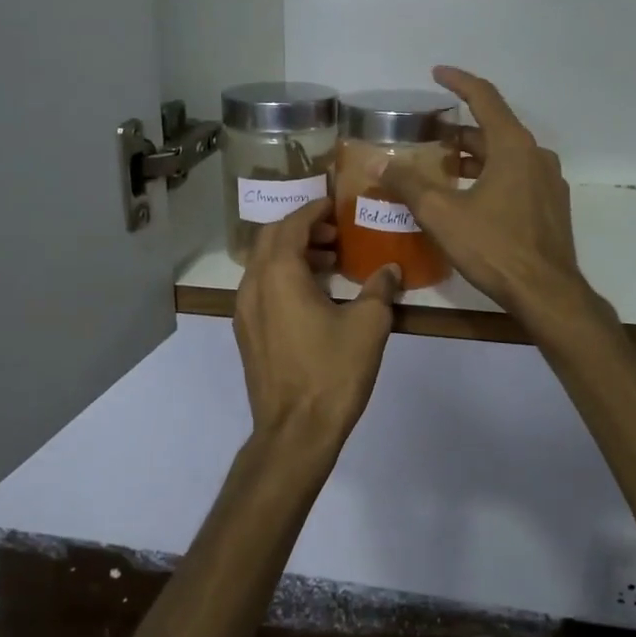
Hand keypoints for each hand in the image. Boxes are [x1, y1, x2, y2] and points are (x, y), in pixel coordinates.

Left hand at [233, 198, 401, 456]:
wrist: (295, 431)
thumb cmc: (332, 372)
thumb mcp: (368, 325)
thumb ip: (381, 289)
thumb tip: (391, 269)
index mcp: (278, 275)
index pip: (291, 224)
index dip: (314, 210)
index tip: (337, 205)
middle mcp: (253, 286)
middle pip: (270, 239)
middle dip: (302, 228)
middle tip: (336, 234)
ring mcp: (244, 312)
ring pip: (264, 265)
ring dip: (293, 254)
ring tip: (330, 262)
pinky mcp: (247, 334)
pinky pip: (262, 289)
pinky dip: (284, 278)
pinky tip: (315, 295)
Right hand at [378, 67, 596, 329]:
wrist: (546, 293)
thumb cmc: (494, 247)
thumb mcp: (443, 215)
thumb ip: (409, 184)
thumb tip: (379, 163)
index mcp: (513, 147)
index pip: (485, 98)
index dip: (459, 82)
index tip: (437, 73)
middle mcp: (536, 156)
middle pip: (494, 130)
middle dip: (460, 130)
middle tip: (428, 136)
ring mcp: (548, 182)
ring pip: (506, 156)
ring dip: (475, 156)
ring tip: (443, 168)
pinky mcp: (551, 207)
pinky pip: (517, 177)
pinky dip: (491, 176)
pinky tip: (471, 197)